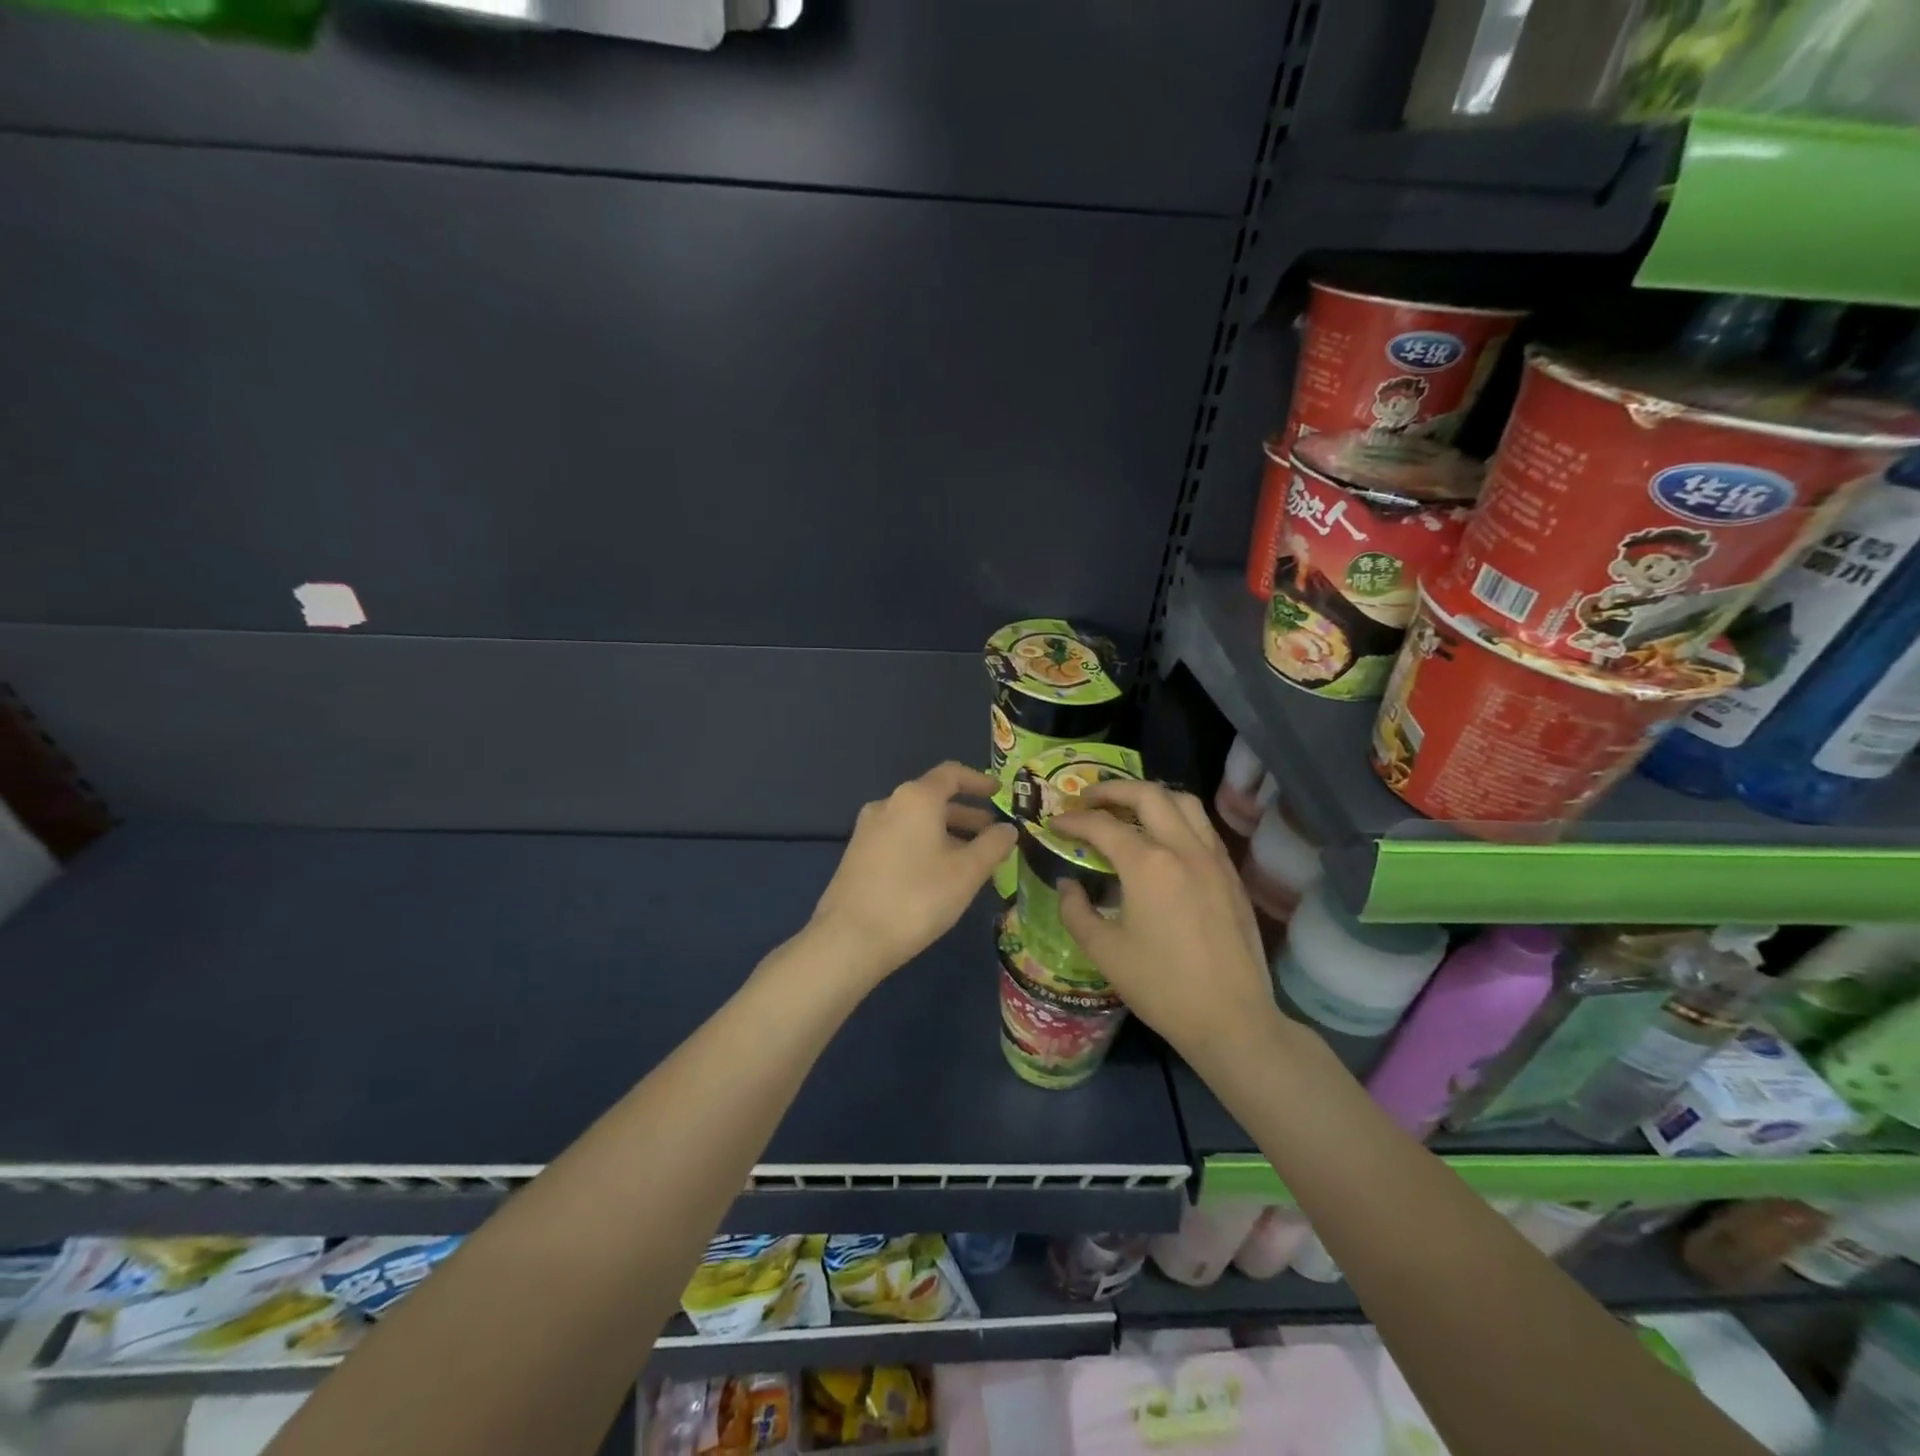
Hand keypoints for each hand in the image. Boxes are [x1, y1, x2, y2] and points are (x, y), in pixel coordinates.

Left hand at [809, 762, 1017, 985]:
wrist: (850, 939)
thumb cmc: (917, 898)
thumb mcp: (967, 872)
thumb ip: (993, 845)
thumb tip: (1008, 829)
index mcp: (916, 798)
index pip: (952, 774)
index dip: (979, 781)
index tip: (999, 793)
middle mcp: (888, 804)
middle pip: (933, 799)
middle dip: (966, 815)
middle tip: (992, 836)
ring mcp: (868, 830)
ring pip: (916, 822)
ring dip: (946, 833)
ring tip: (970, 861)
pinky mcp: (857, 855)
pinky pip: (900, 838)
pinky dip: (924, 846)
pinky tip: (937, 876)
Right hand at [1050, 781, 1281, 1065]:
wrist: (1231, 1018)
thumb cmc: (1161, 986)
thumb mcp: (1104, 951)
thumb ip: (1076, 910)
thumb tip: (1068, 884)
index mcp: (1147, 864)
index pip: (1102, 825)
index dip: (1073, 820)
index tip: (1054, 823)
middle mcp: (1183, 848)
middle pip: (1148, 795)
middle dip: (1112, 789)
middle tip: (1088, 799)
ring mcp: (1213, 859)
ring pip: (1184, 803)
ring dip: (1151, 797)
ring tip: (1128, 809)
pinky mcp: (1231, 875)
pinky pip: (1203, 828)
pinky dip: (1177, 818)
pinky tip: (1164, 840)